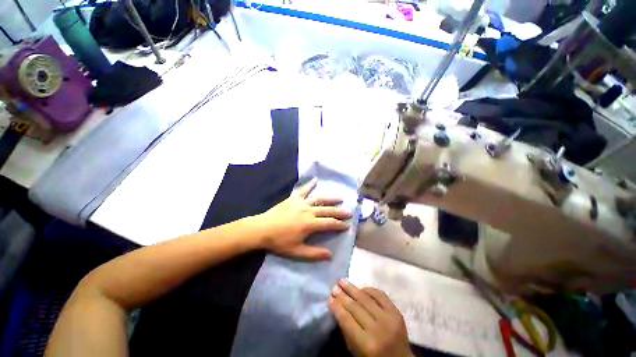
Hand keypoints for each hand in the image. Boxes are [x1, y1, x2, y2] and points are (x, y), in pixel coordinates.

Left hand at [256, 179, 351, 260]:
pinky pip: (304, 190)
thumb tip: (330, 255)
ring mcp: (301, 203)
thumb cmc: (279, 242)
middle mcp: (309, 211)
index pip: (330, 224)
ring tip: (341, 198)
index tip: (348, 226)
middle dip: (340, 212)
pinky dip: (310, 185)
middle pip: (328, 211)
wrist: (262, 229)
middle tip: (349, 213)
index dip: (340, 225)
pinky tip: (315, 180)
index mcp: (310, 224)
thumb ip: (314, 253)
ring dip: (331, 199)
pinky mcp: (294, 198)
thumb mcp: (296, 251)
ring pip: (320, 199)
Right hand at [329, 279, 412, 356]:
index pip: (347, 320)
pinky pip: (380, 295)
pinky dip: (369, 290)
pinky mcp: (397, 312)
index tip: (329, 298)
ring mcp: (389, 319)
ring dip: (352, 288)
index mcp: (367, 344)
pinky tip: (360, 287)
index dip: (337, 307)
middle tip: (334, 287)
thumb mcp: (356, 351)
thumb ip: (347, 330)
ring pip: (366, 299)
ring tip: (342, 281)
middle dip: (342, 296)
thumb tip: (337, 307)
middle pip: (356, 307)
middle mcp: (378, 329)